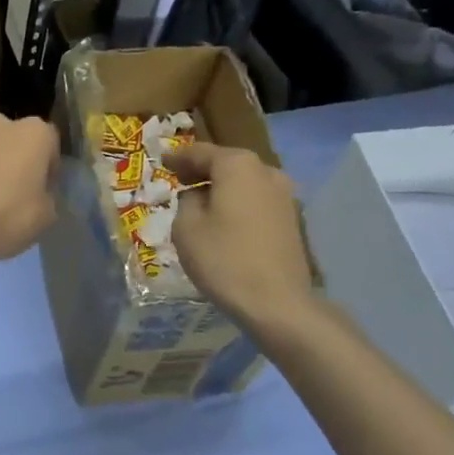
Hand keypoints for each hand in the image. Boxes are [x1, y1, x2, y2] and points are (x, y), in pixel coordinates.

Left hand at [0, 112, 57, 274]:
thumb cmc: (6, 218)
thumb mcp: (46, 216)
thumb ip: (47, 194)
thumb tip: (36, 190)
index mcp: (33, 133)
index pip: (49, 142)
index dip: (47, 167)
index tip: (40, 189)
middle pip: (11, 139)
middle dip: (12, 158)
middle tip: (9, 191)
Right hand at [165, 143, 316, 334]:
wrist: (276, 302)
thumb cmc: (223, 259)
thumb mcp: (186, 228)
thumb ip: (186, 202)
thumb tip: (196, 196)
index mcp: (237, 166)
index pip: (201, 152)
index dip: (178, 157)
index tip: (162, 161)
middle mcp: (265, 171)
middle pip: (226, 163)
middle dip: (201, 170)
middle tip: (177, 179)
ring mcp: (284, 195)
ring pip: (243, 182)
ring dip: (221, 187)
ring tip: (198, 201)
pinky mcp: (291, 218)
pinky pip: (255, 200)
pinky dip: (236, 202)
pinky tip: (221, 218)